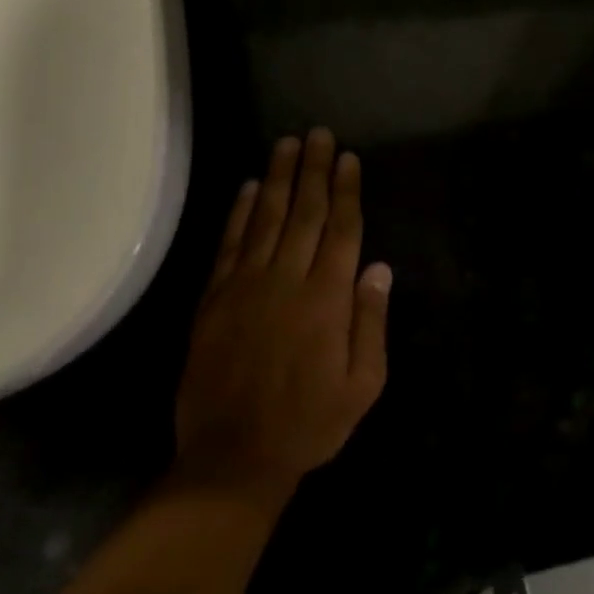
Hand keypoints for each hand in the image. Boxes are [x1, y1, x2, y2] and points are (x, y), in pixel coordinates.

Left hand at [172, 129, 390, 499]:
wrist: (233, 458)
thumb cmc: (310, 423)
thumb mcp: (363, 385)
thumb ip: (371, 322)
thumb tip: (379, 268)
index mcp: (327, 300)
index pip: (342, 230)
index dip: (347, 191)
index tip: (349, 158)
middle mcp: (287, 281)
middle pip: (305, 213)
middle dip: (315, 170)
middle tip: (319, 135)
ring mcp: (245, 287)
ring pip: (267, 219)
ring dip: (280, 178)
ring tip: (288, 144)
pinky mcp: (214, 299)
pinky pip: (230, 245)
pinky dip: (240, 212)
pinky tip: (250, 187)